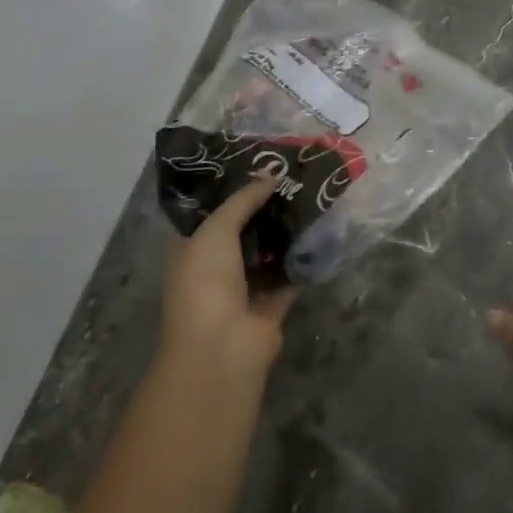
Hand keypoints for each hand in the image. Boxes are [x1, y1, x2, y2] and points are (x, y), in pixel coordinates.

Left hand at [158, 176, 296, 383]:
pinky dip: (302, 258)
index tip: (261, 164)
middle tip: (293, 177)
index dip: (233, 189)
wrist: (221, 347)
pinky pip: (289, 275)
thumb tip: (271, 174)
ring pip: (267, 251)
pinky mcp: (271, 305)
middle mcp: (214, 268)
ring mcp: (243, 288)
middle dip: (264, 207)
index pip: (211, 212)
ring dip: (285, 230)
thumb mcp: (217, 229)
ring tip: (311, 196)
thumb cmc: (205, 282)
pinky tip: (321, 231)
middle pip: (243, 230)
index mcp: (190, 249)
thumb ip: (243, 200)